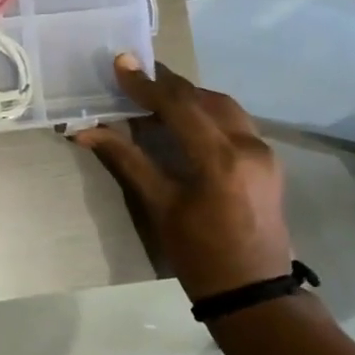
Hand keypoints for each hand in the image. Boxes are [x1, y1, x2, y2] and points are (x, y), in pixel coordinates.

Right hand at [72, 54, 294, 301]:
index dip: (146, 84)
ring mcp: (264, 152)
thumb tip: (86, 131)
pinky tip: (185, 120)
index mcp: (221, 158)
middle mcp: (249, 145)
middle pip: (204, 98)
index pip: (179, 106)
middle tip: (135, 75)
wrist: (253, 291)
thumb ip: (126, 160)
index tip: (120, 63)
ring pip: (224, 107)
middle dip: (168, 85)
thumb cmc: (199, 254)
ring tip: (155, 95)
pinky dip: (207, 113)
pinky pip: (235, 122)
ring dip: (189, 97)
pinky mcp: (268, 162)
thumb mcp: (159, 206)